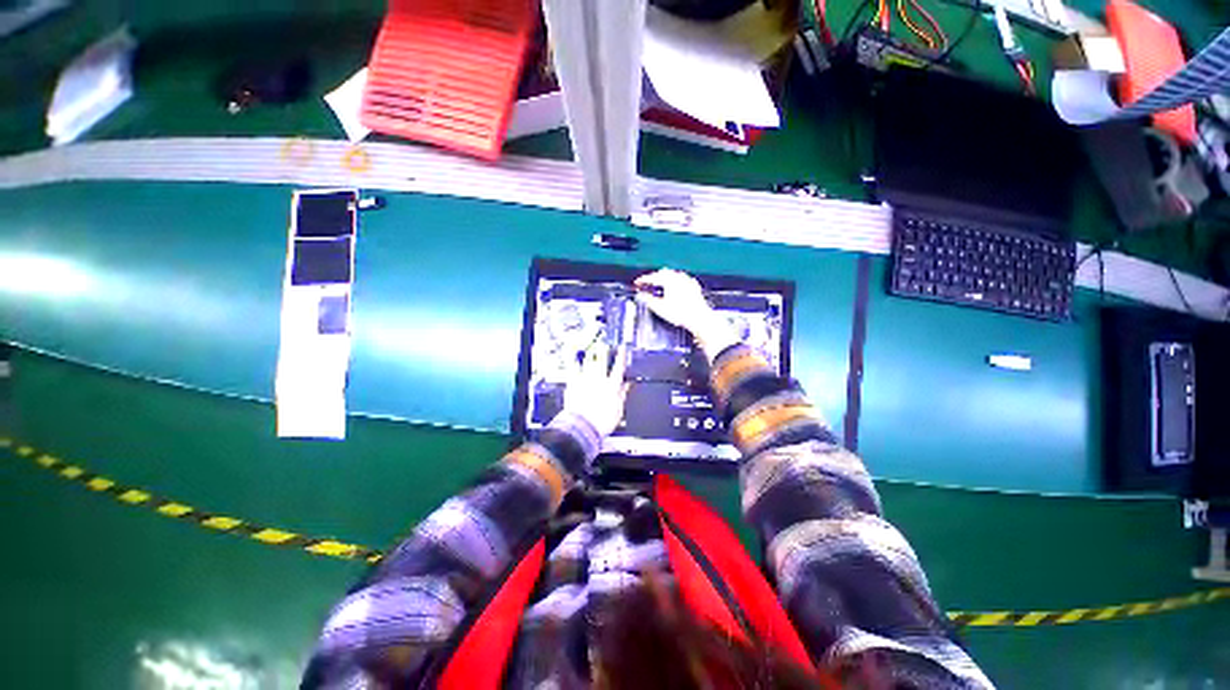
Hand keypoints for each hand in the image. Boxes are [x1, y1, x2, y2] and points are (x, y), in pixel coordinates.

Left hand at [561, 340, 629, 437]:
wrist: (583, 427)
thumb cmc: (602, 421)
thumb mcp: (618, 410)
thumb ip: (622, 395)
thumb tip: (627, 386)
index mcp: (612, 386)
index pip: (619, 367)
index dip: (621, 356)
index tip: (622, 348)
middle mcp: (599, 380)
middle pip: (602, 361)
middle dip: (604, 351)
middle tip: (604, 343)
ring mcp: (585, 380)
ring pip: (588, 363)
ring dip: (589, 355)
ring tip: (590, 349)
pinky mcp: (573, 384)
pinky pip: (573, 370)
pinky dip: (573, 363)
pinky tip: (573, 358)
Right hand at [634, 269, 738, 356]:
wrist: (699, 318)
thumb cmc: (682, 313)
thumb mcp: (660, 308)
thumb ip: (648, 300)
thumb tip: (640, 296)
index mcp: (669, 280)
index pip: (652, 277)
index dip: (643, 280)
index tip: (638, 283)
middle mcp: (678, 277)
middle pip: (663, 272)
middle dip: (654, 277)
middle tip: (647, 283)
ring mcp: (687, 281)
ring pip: (673, 274)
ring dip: (665, 278)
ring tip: (659, 284)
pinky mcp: (694, 286)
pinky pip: (682, 279)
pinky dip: (675, 281)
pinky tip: (675, 287)